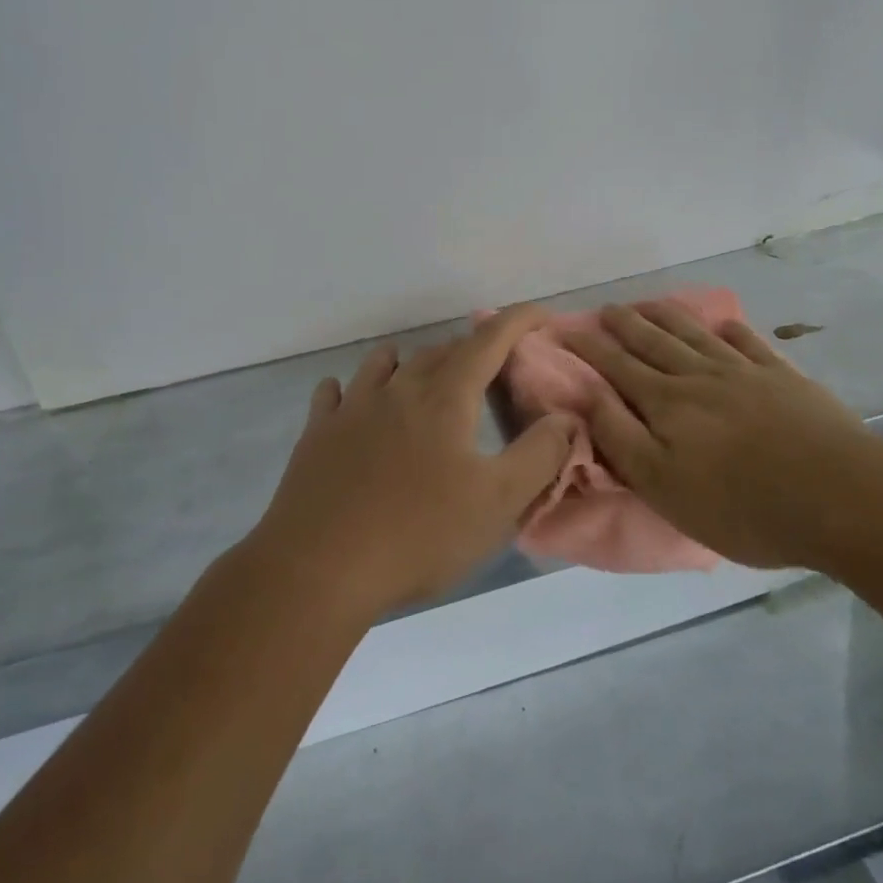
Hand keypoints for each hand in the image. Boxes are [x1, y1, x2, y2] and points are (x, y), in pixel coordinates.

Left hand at [245, 305, 573, 621]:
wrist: (318, 568)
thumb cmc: (418, 534)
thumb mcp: (497, 503)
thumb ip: (540, 455)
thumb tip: (565, 417)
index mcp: (445, 398)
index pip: (489, 341)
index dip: (518, 321)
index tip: (541, 314)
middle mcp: (398, 389)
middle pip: (439, 352)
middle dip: (471, 350)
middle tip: (491, 370)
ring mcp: (351, 408)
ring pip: (384, 364)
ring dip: (411, 362)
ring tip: (424, 378)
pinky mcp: (316, 433)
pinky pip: (335, 394)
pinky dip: (353, 389)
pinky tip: (352, 402)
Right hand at [563, 303, 882, 570]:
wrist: (840, 497)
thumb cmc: (741, 505)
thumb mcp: (662, 484)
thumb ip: (619, 436)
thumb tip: (584, 393)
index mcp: (666, 403)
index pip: (617, 366)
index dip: (590, 347)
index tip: (567, 328)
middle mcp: (700, 376)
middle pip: (654, 341)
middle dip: (625, 324)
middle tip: (606, 308)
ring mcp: (745, 373)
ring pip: (695, 334)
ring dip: (668, 316)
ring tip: (649, 303)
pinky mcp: (784, 379)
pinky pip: (749, 343)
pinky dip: (730, 330)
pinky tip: (723, 324)